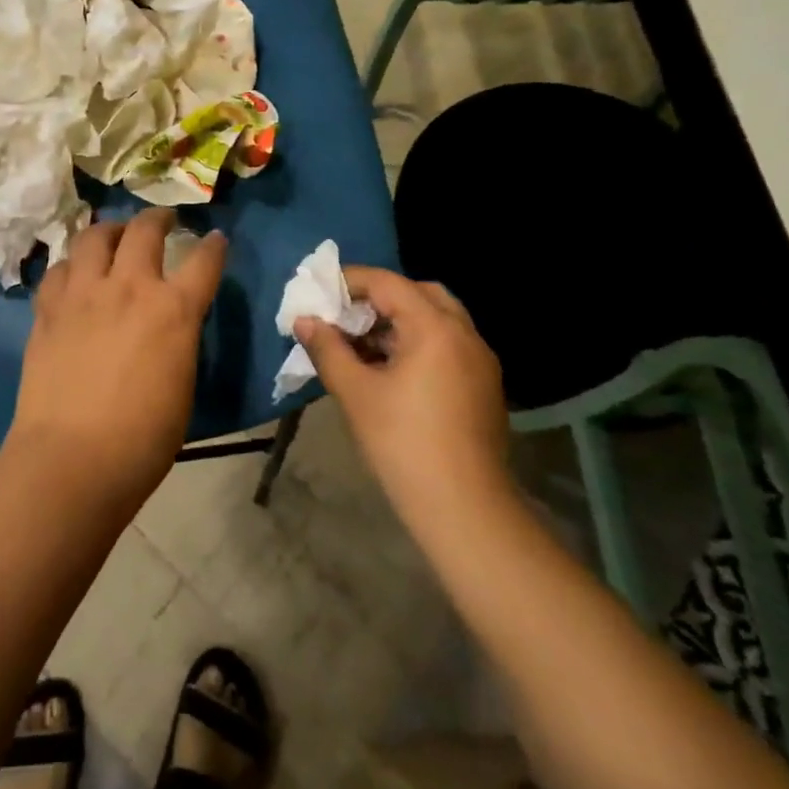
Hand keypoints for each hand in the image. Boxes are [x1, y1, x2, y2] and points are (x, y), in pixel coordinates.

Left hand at [7, 209, 226, 506]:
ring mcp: (83, 294)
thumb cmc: (142, 439)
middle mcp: (128, 288)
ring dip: (110, 230)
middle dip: (159, 218)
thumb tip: (171, 325)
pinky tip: (75, 274)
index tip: (215, 238)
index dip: (214, 246)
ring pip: (94, 237)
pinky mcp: (48, 309)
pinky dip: (72, 265)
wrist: (72, 458)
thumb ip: (178, 340)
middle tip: (163, 220)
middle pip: (144, 230)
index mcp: (173, 310)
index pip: (204, 261)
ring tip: (114, 235)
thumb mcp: (181, 384)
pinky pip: (60, 269)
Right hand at [295, 267, 511, 522]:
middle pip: (419, 293)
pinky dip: (418, 341)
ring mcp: (480, 360)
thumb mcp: (355, 392)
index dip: (350, 281)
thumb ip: (327, 348)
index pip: (388, 283)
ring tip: (361, 343)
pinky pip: (447, 344)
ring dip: (399, 320)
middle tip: (345, 315)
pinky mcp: (483, 385)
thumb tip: (304, 320)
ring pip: (437, 319)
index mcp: (434, 328)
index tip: (320, 292)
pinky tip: (390, 369)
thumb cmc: (402, 443)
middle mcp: (464, 334)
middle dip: (379, 297)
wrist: (463, 507)